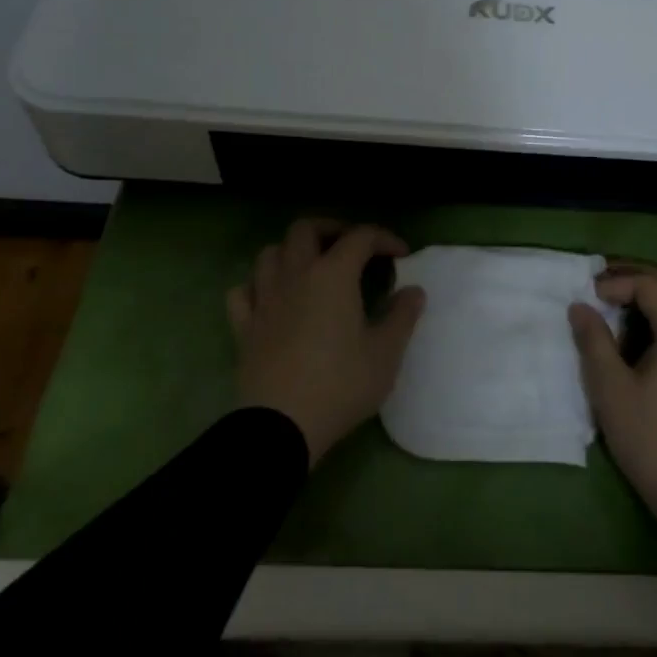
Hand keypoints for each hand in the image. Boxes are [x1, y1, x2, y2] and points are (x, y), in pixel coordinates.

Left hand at [226, 219, 425, 464]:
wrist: (280, 427)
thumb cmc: (340, 385)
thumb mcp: (385, 353)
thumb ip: (402, 316)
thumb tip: (413, 291)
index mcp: (333, 275)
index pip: (360, 237)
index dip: (384, 238)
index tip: (401, 255)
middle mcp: (295, 275)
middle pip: (305, 229)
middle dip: (332, 229)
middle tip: (351, 246)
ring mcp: (264, 300)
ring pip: (270, 253)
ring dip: (292, 252)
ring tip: (311, 267)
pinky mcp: (244, 327)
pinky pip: (243, 291)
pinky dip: (258, 286)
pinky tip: (272, 299)